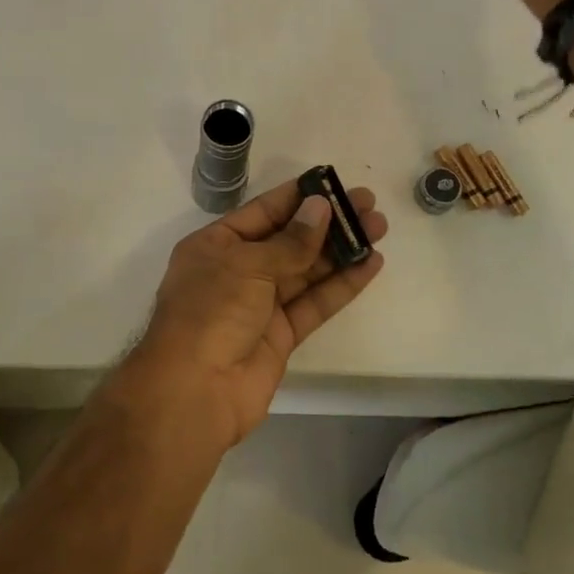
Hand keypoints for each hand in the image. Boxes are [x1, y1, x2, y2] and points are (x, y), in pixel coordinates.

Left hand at [109, 178, 387, 451]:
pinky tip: (370, 266)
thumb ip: (290, 241)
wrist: (195, 390)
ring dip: (340, 251)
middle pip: (288, 240)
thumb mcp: (247, 265)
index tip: (333, 183)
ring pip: (305, 271)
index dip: (298, 198)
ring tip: (378, 228)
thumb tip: (320, 208)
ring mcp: (259, 305)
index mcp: (215, 245)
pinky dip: (341, 286)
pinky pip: (314, 304)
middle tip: (368, 205)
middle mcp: (236, 271)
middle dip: (327, 223)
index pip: (262, 212)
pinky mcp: (280, 336)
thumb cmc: (210, 312)